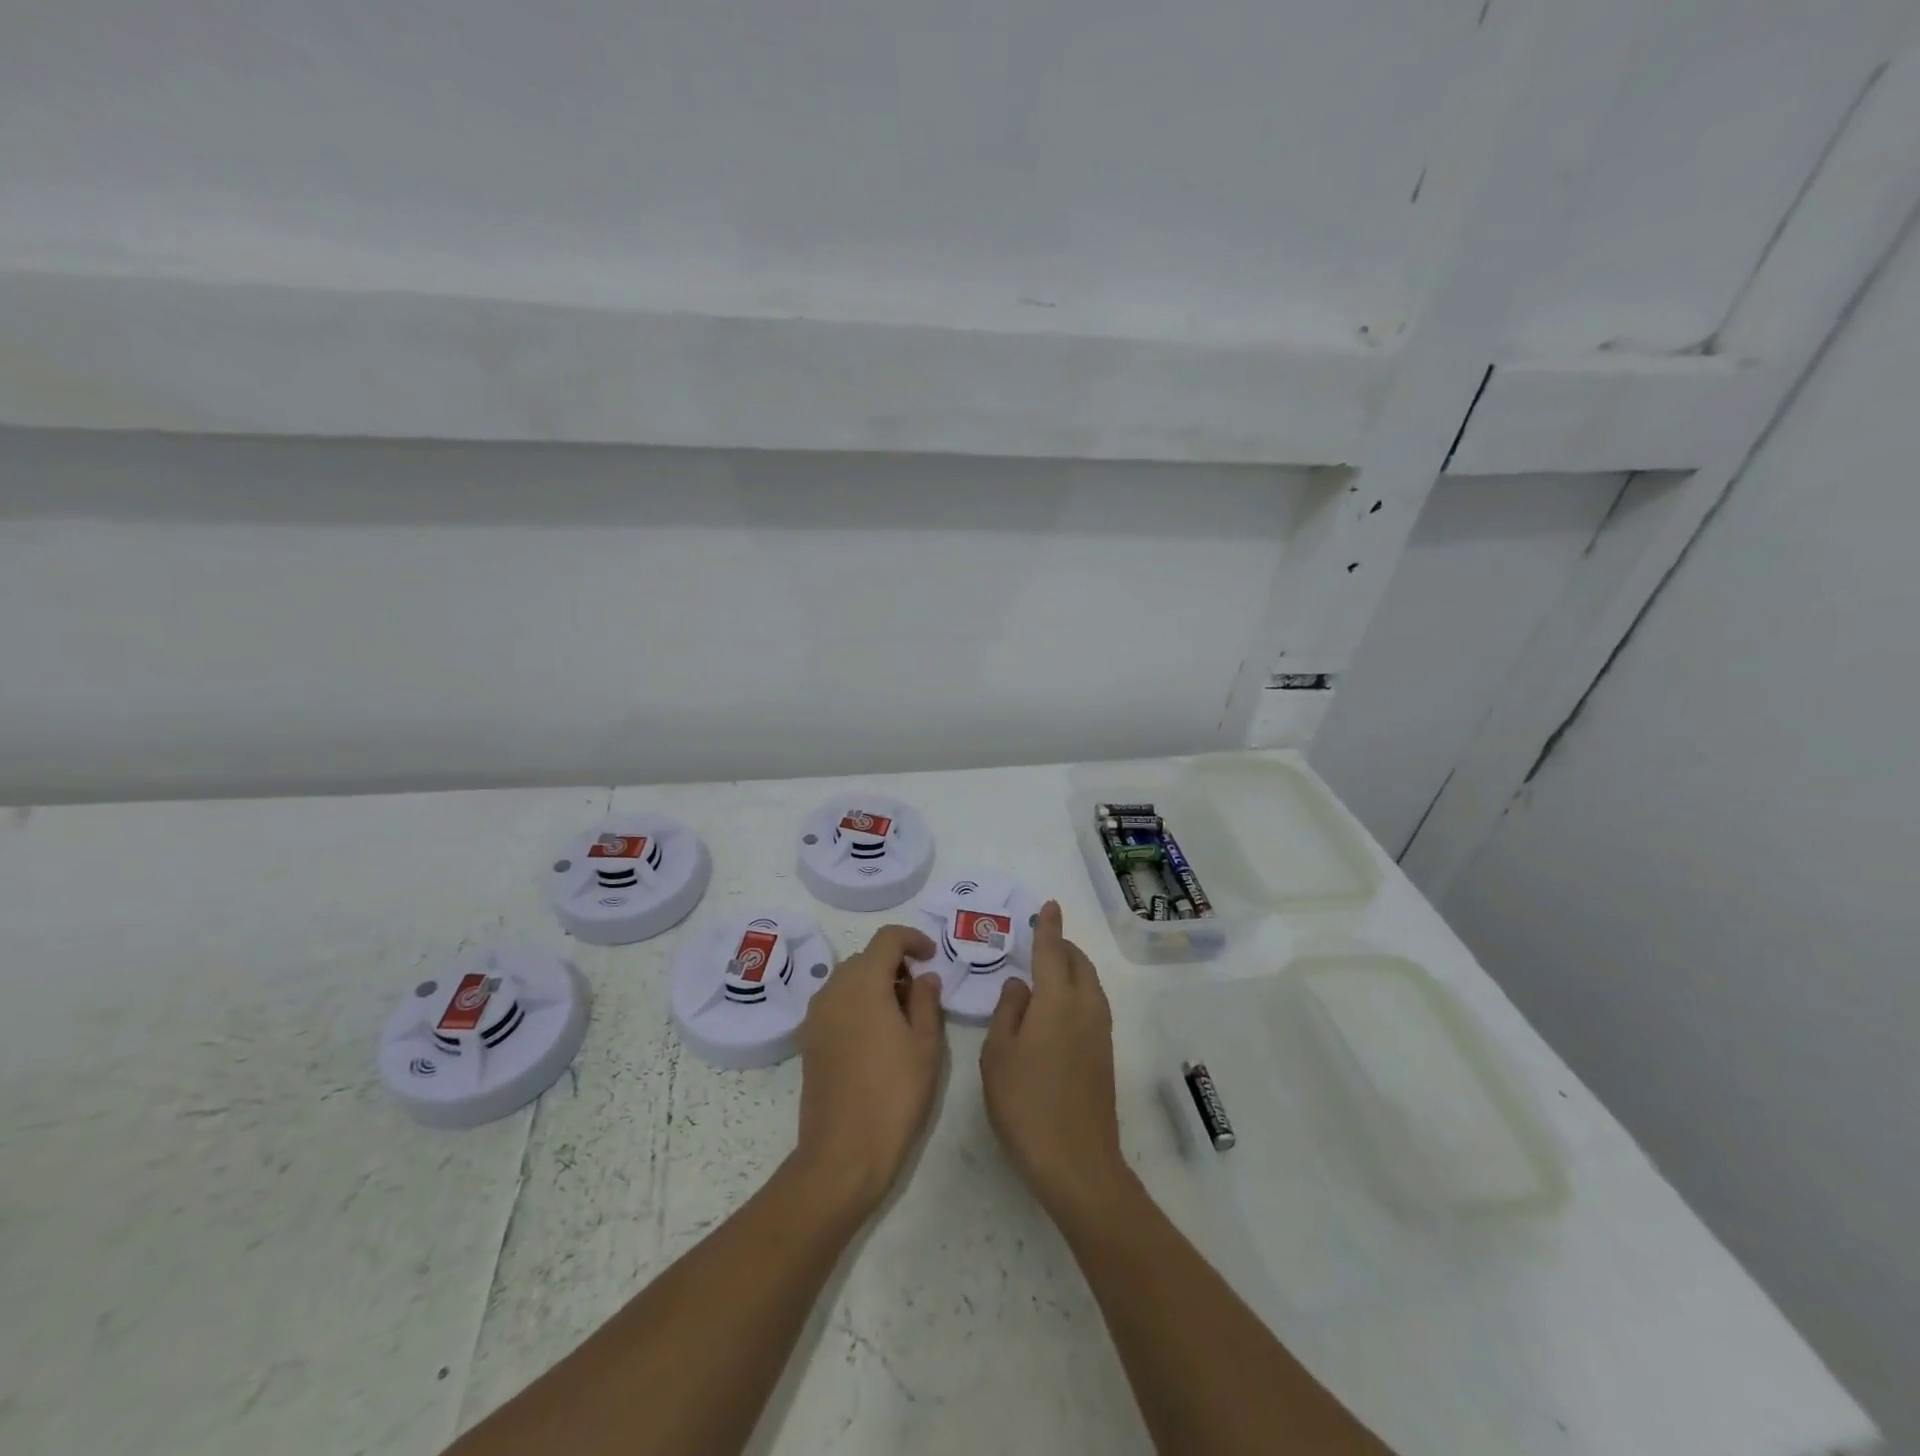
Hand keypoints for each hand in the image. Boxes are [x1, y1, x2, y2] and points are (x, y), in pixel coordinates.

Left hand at [793, 924, 945, 1212]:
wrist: (843, 1152)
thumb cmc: (894, 1093)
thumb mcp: (926, 1045)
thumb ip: (927, 1001)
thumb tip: (924, 977)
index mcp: (864, 982)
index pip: (887, 938)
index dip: (912, 939)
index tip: (931, 957)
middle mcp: (833, 989)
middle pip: (865, 957)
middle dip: (894, 964)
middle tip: (920, 993)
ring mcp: (816, 1015)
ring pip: (848, 980)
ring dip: (874, 984)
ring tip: (901, 1016)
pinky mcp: (808, 1040)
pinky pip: (835, 1003)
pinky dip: (857, 1004)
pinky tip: (876, 1037)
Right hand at [980, 901, 1129, 1216]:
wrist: (1076, 1162)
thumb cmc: (1026, 1104)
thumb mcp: (998, 1055)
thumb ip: (1008, 1012)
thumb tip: (1019, 985)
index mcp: (1057, 1002)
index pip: (1052, 952)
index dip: (1049, 928)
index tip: (1050, 906)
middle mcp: (1085, 1009)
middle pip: (1078, 964)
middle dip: (1063, 946)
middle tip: (1042, 940)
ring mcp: (1100, 1032)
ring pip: (1090, 984)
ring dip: (1072, 968)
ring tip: (1048, 970)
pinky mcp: (1105, 1054)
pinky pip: (1093, 1004)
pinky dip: (1078, 990)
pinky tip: (1057, 1007)